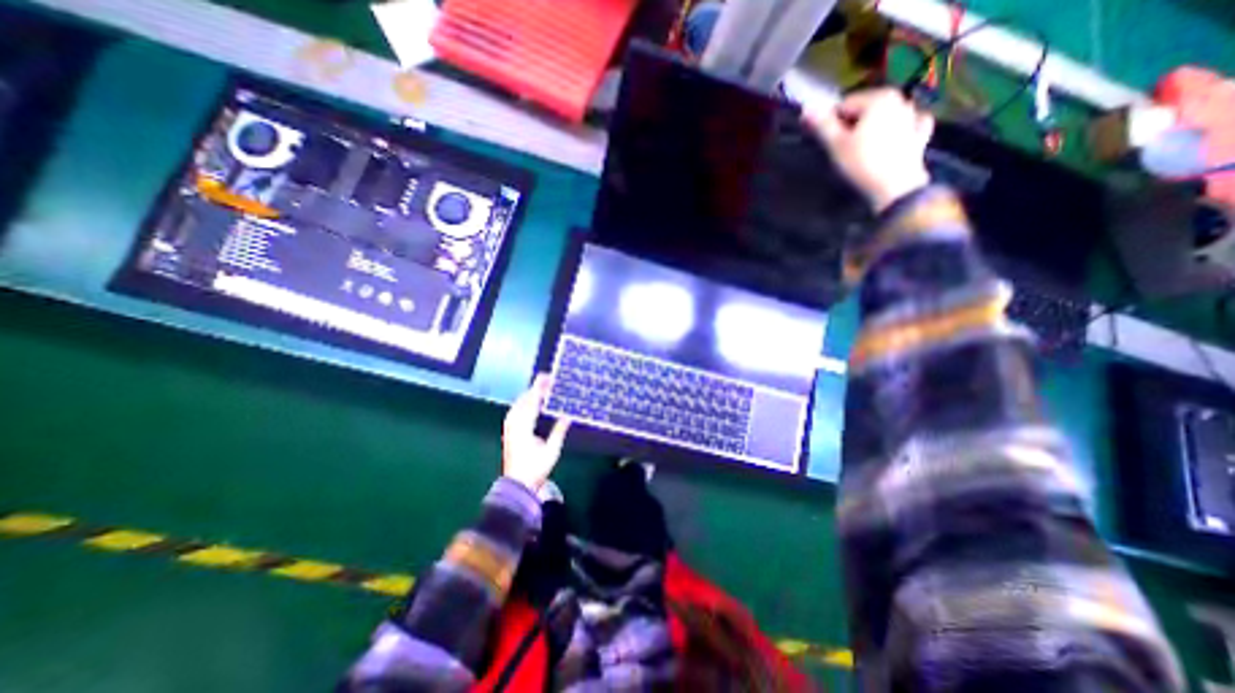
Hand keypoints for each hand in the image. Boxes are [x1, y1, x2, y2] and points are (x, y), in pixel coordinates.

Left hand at [501, 374, 567, 491]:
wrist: (517, 484)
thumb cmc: (535, 469)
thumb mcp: (551, 451)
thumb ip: (559, 431)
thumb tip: (567, 416)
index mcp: (524, 426)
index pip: (532, 401)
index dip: (540, 388)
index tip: (548, 378)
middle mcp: (514, 424)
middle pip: (524, 400)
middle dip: (535, 388)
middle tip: (547, 380)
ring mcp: (509, 427)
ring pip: (518, 404)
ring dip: (529, 395)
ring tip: (540, 388)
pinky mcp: (509, 432)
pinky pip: (515, 411)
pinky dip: (523, 403)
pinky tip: (529, 403)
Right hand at [807, 89, 931, 213]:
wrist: (894, 188)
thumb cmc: (862, 164)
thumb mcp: (835, 145)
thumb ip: (821, 125)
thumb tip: (806, 109)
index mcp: (879, 98)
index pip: (844, 105)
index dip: (831, 123)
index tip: (826, 142)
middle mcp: (900, 100)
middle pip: (865, 110)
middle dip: (851, 126)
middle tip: (841, 150)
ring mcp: (912, 117)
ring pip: (884, 118)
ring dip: (871, 129)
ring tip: (861, 150)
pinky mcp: (919, 136)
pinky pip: (906, 126)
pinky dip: (897, 131)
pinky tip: (891, 141)